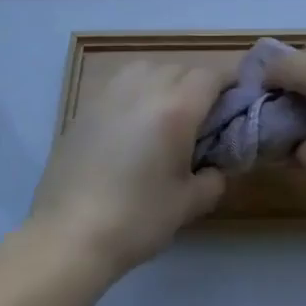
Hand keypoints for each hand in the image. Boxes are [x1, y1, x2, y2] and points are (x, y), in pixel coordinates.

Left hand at [29, 62, 227, 278]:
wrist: (68, 237)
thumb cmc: (136, 220)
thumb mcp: (188, 204)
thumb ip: (213, 179)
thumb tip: (216, 168)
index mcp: (175, 108)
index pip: (212, 76)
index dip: (230, 84)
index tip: (238, 103)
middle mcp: (144, 89)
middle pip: (181, 69)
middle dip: (198, 86)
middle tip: (204, 118)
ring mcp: (110, 95)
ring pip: (147, 68)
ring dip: (165, 81)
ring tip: (166, 113)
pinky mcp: (85, 109)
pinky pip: (120, 84)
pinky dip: (136, 92)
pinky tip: (134, 122)